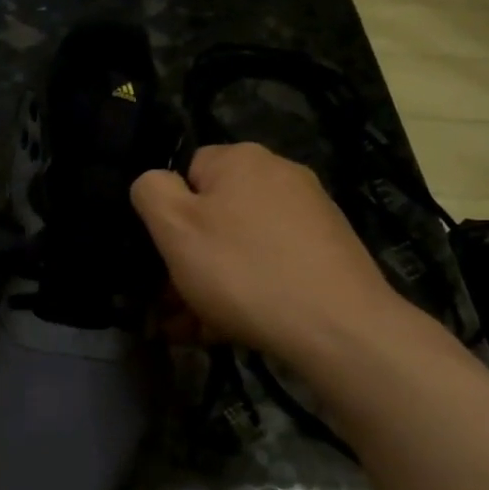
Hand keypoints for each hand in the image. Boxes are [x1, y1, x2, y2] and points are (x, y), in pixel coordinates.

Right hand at [130, 143, 403, 366]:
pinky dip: (249, 292)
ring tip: (197, 330)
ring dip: (213, 284)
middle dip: (189, 261)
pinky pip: (272, 265)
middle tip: (173, 308)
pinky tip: (234, 329)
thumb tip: (155, 181)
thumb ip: (151, 192)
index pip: (187, 173)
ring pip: (241, 247)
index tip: (164, 258)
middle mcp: (280, 175)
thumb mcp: (175, 228)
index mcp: (241, 159)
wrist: (337, 326)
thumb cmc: (243, 271)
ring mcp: (311, 213)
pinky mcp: (329, 251)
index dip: (169, 216)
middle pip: (216, 214)